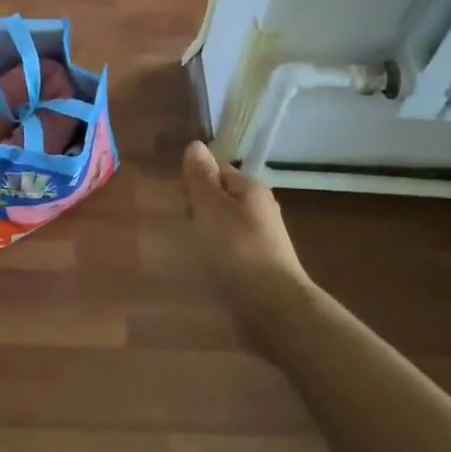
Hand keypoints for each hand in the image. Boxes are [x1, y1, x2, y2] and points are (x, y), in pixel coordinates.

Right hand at [181, 140, 306, 317]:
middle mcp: (261, 209)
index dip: (196, 179)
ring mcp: (264, 240)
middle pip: (223, 197)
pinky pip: (233, 249)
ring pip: (227, 224)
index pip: (219, 170)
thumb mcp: (211, 207)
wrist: (272, 307)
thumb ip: (201, 177)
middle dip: (201, 205)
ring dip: (209, 230)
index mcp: (251, 189)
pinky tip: (207, 265)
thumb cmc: (237, 249)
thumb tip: (196, 145)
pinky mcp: (261, 266)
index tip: (178, 196)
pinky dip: (218, 252)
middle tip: (182, 221)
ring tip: (190, 244)